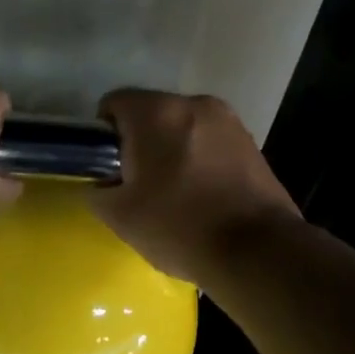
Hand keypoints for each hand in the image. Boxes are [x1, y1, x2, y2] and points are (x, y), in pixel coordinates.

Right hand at [90, 89, 301, 284]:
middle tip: (138, 185)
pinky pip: (211, 144)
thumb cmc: (179, 226)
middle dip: (141, 143)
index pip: (114, 103)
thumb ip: (98, 191)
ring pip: (184, 129)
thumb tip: (102, 183)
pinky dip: (200, 161)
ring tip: (174, 194)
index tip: (108, 167)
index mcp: (156, 112)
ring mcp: (229, 121)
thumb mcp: (120, 216)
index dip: (103, 134)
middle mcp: (194, 104)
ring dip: (173, 151)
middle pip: (152, 114)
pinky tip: (203, 196)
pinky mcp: (252, 143)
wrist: (256, 250)